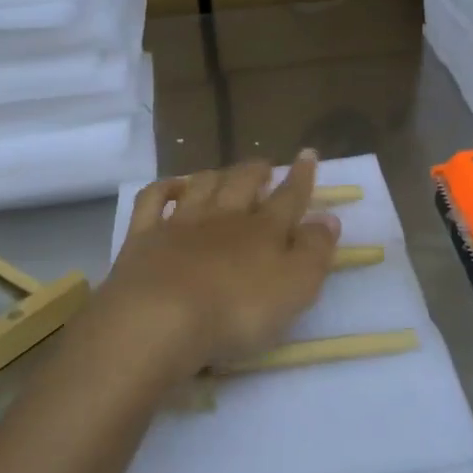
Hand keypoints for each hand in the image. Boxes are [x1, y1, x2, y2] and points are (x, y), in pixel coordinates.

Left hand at [94, 152, 340, 382]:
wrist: (159, 318)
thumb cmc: (237, 310)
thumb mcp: (295, 287)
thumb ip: (314, 251)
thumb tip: (329, 218)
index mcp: (263, 230)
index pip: (289, 196)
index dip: (301, 176)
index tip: (308, 154)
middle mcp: (223, 217)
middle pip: (242, 183)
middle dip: (256, 171)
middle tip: (264, 165)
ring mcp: (180, 224)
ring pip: (202, 186)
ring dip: (215, 175)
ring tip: (224, 172)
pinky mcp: (143, 237)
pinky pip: (153, 201)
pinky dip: (165, 188)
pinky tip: (172, 187)